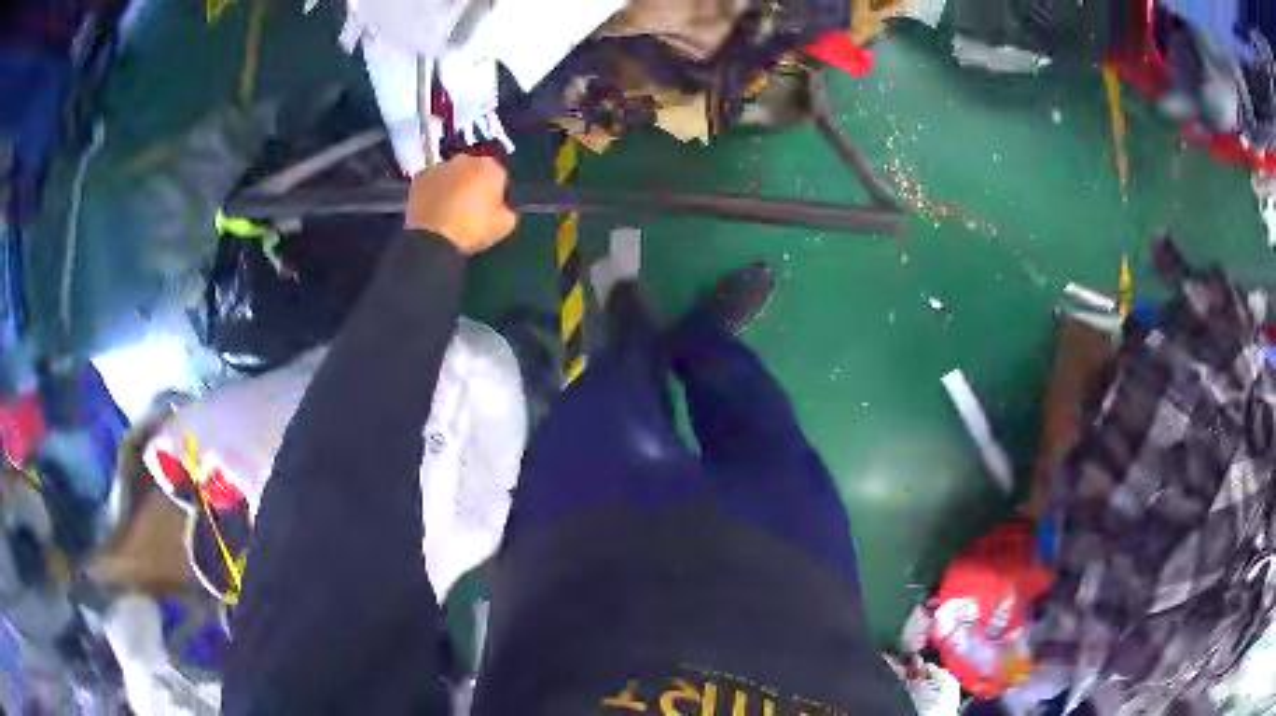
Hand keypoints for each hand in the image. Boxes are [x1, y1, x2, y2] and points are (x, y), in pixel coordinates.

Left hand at [406, 155, 517, 254]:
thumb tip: (503, 208)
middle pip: (473, 170)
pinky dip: (433, 191)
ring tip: (449, 209)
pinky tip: (433, 209)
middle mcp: (465, 159)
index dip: (497, 193)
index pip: (499, 176)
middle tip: (470, 207)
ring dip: (452, 185)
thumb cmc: (473, 228)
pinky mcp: (419, 177)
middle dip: (473, 184)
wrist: (433, 238)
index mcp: (490, 166)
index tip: (492, 209)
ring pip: (451, 174)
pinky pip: (432, 183)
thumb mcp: (505, 225)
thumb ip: (508, 211)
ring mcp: (439, 166)